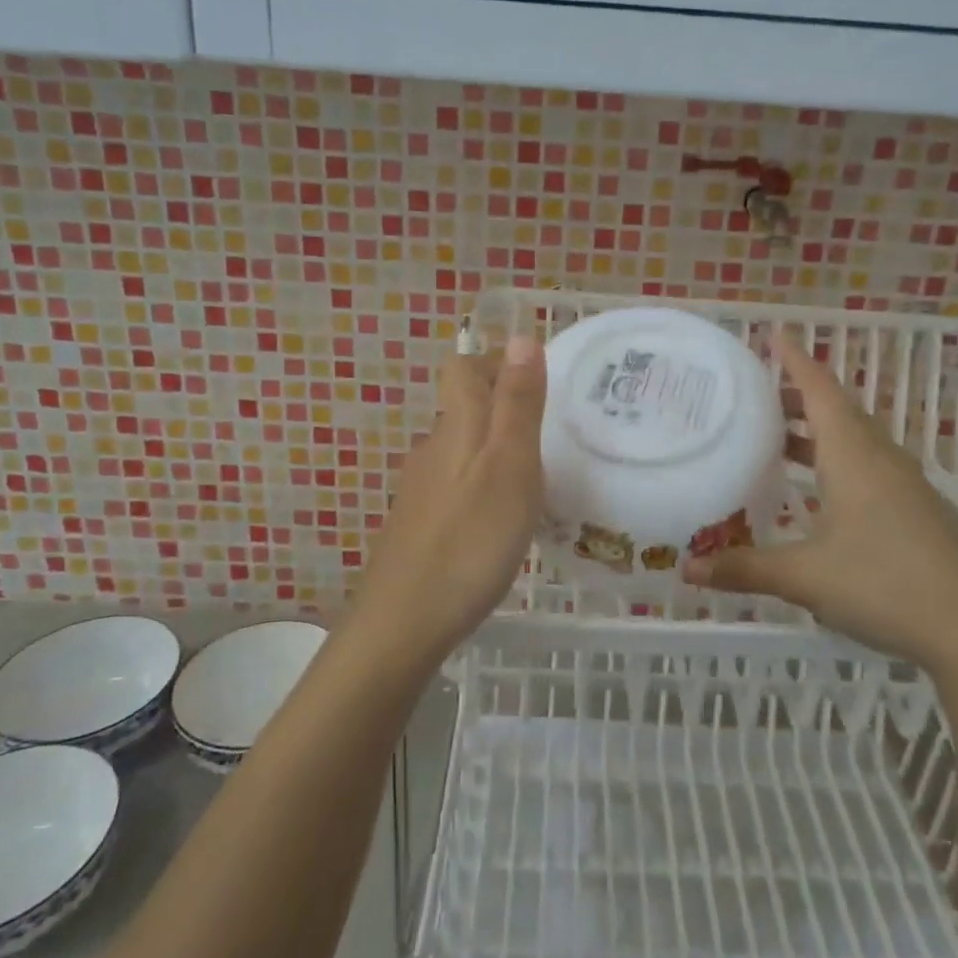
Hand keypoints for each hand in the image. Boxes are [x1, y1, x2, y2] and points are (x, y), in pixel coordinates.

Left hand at [351, 335, 546, 661]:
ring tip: (538, 475)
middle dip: (504, 404)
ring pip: (462, 448)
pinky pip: (457, 484)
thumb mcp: (510, 465)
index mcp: (456, 427)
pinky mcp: (420, 524)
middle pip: (464, 406)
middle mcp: (433, 449)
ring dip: (496, 447)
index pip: (464, 368)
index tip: (540, 379)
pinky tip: (504, 519)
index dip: (498, 361)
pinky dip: (483, 484)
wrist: (404, 621)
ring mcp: (422, 489)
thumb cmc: (470, 539)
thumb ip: (517, 403)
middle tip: (552, 429)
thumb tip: (521, 335)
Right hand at [683, 329, 957, 678]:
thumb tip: (685, 569)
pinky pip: (871, 465)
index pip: (821, 390)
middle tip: (759, 394)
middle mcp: (881, 459)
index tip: (774, 334)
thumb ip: (743, 568)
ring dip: (818, 430)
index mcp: (854, 456)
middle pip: (838, 410)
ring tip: (780, 437)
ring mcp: (906, 485)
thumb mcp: (804, 577)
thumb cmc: (884, 585)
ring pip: (856, 439)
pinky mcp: (918, 511)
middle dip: (800, 395)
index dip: (796, 360)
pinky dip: (839, 459)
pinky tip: (822, 491)